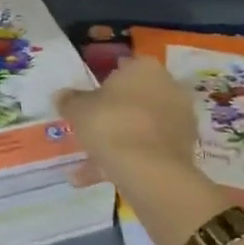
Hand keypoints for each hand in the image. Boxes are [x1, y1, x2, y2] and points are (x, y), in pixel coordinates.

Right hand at [56, 57, 197, 185]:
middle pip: (135, 98)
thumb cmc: (110, 123)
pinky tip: (100, 177)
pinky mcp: (182, 149)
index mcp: (145, 68)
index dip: (104, 82)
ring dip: (117, 140)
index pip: (124, 67)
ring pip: (140, 127)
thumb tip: (61, 95)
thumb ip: (69, 100)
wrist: (148, 168)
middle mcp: (168, 87)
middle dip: (114, 112)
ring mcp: (179, 119)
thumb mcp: (78, 109)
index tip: (88, 99)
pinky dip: (127, 160)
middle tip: (89, 127)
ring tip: (88, 161)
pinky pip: (148, 150)